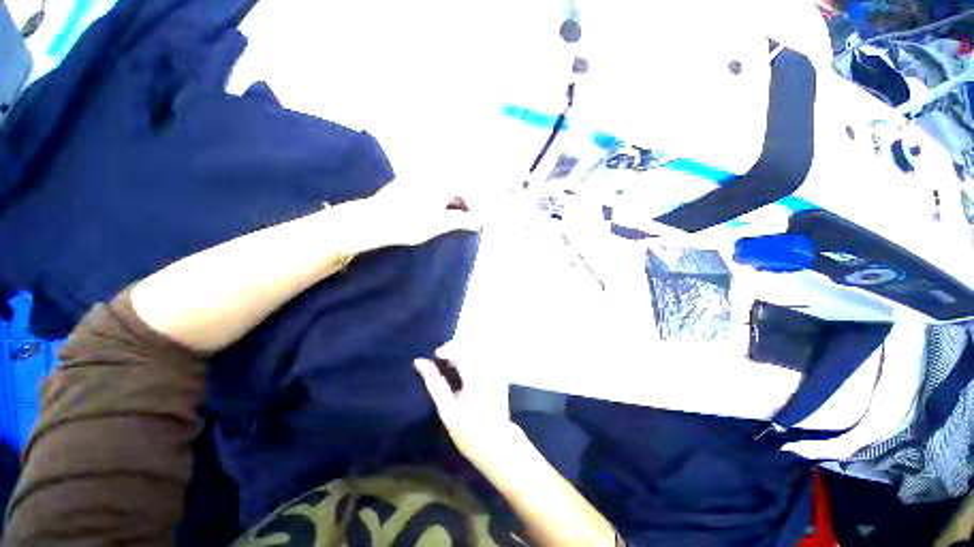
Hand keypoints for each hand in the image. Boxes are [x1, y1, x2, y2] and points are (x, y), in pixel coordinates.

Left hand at [340, 177, 480, 253]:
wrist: (374, 221)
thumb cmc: (412, 222)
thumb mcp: (442, 223)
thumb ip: (463, 221)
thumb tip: (479, 222)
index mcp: (441, 181)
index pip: (466, 192)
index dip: (474, 208)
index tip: (477, 222)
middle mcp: (430, 175)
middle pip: (454, 189)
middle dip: (463, 206)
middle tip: (465, 222)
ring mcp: (415, 179)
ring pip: (441, 191)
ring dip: (450, 205)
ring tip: (451, 221)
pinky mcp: (404, 186)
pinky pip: (429, 192)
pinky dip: (437, 203)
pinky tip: (433, 215)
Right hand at [414, 344, 519, 469]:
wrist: (497, 444)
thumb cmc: (469, 431)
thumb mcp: (447, 410)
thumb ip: (434, 383)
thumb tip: (419, 362)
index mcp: (476, 376)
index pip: (463, 350)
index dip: (448, 348)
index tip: (436, 355)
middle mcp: (489, 368)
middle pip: (472, 345)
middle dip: (456, 347)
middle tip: (443, 357)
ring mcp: (497, 369)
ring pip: (480, 348)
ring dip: (464, 350)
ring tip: (453, 360)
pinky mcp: (500, 372)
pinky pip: (486, 355)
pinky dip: (473, 355)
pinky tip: (465, 366)